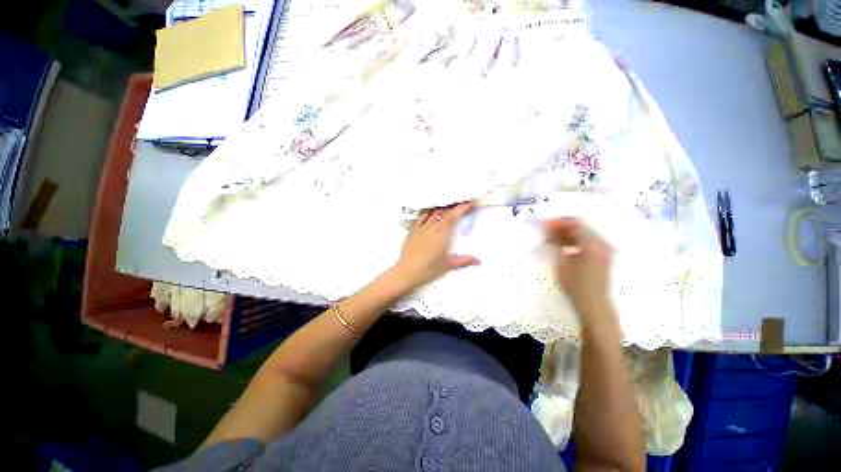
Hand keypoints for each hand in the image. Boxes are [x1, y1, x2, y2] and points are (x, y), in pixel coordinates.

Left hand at [390, 202, 480, 291]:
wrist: (407, 271)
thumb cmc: (429, 269)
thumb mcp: (448, 265)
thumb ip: (464, 260)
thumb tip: (478, 261)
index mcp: (442, 235)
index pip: (453, 217)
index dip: (461, 209)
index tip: (468, 204)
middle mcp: (432, 228)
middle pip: (444, 213)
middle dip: (453, 208)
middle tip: (460, 205)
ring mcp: (421, 229)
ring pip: (433, 213)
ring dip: (441, 209)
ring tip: (447, 207)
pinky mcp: (413, 231)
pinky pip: (421, 217)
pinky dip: (428, 213)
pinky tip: (430, 213)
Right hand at [545, 218, 612, 312]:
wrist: (594, 303)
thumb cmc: (576, 285)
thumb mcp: (562, 264)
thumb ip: (557, 245)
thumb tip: (550, 233)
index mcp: (591, 245)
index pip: (575, 225)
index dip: (560, 222)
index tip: (546, 223)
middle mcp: (601, 244)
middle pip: (581, 228)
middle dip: (563, 227)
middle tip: (548, 230)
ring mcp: (605, 250)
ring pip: (585, 235)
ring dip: (569, 235)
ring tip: (553, 239)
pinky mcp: (604, 257)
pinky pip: (589, 242)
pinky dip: (576, 242)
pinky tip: (565, 246)